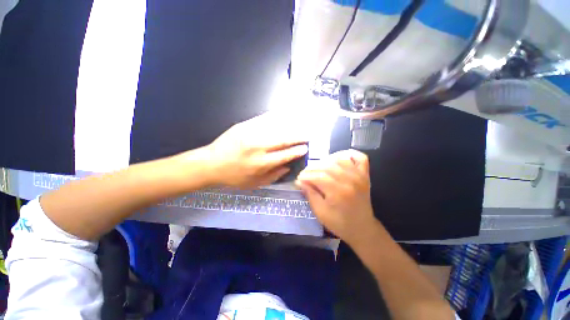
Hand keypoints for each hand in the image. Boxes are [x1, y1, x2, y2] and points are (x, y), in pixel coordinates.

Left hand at [204, 113, 308, 188]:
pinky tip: (284, 116)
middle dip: (298, 136)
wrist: (211, 164)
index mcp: (261, 163)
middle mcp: (258, 147)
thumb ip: (274, 176)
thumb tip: (289, 167)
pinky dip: (276, 118)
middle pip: (284, 139)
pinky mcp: (244, 125)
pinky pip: (264, 119)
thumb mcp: (255, 183)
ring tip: (300, 124)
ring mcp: (251, 134)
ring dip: (290, 126)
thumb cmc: (234, 177)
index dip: (297, 151)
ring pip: (276, 127)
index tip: (306, 147)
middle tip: (307, 134)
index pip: (285, 155)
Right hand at [296, 150, 377, 244]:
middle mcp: (350, 180)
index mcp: (338, 192)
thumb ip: (310, 194)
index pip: (318, 176)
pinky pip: (359, 157)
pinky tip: (338, 158)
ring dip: (325, 160)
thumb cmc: (339, 223)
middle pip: (326, 166)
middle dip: (312, 168)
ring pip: (339, 159)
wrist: (362, 228)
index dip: (305, 176)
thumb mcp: (320, 212)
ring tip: (318, 168)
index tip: (298, 178)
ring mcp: (359, 175)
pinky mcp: (364, 174)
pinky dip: (348, 154)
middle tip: (305, 174)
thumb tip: (299, 181)